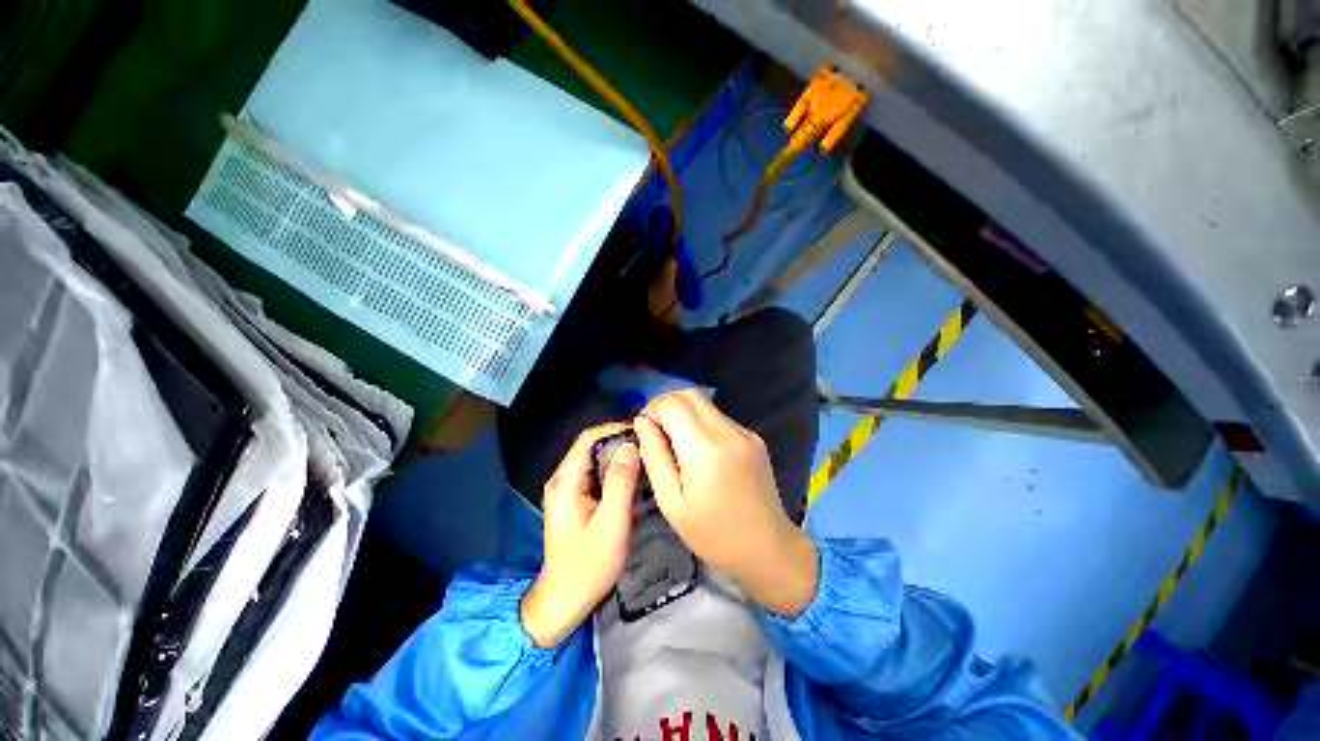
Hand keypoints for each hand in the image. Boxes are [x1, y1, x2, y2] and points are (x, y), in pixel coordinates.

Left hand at [522, 422, 638, 647]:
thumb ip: (620, 482)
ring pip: (595, 459)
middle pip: (591, 446)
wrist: (564, 601)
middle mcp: (562, 480)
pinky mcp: (574, 499)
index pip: (588, 438)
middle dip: (620, 441)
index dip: (615, 428)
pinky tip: (634, 478)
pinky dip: (615, 471)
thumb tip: (631, 446)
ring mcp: (567, 490)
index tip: (642, 431)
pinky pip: (595, 474)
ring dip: (619, 456)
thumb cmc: (588, 566)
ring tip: (646, 458)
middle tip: (649, 445)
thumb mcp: (611, 523)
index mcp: (565, 482)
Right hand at [634, 391, 818, 618]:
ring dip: (684, 414)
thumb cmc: (713, 534)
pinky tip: (701, 452)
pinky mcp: (754, 437)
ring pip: (705, 404)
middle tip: (656, 431)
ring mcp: (745, 432)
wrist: (768, 549)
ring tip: (676, 443)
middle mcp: (728, 432)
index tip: (645, 431)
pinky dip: (702, 424)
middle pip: (689, 394)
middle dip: (666, 405)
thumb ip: (655, 457)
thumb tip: (643, 422)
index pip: (672, 404)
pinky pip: (719, 418)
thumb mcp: (672, 503)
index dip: (652, 410)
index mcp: (705, 449)